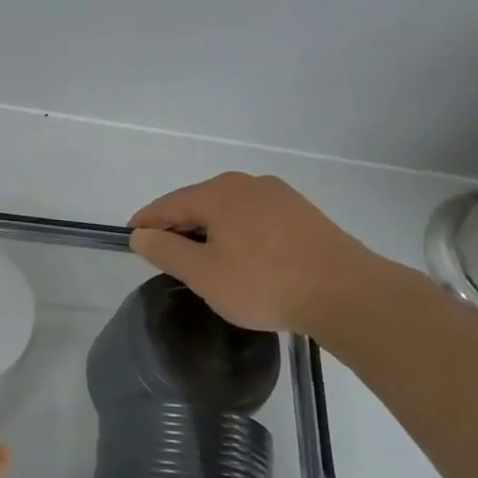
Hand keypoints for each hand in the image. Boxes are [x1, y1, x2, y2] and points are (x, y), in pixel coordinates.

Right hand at [127, 172, 378, 333]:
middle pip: (199, 202)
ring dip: (209, 230)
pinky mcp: (303, 214)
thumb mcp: (203, 274)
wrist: (347, 294)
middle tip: (163, 254)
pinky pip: (254, 218)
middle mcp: (248, 184)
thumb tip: (140, 235)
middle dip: (177, 226)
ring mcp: (280, 196)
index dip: (145, 222)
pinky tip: (241, 258)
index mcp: (219, 193)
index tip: (130, 239)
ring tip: (201, 260)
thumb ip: (165, 251)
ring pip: (229, 210)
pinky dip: (237, 233)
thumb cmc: (264, 283)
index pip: (168, 204)